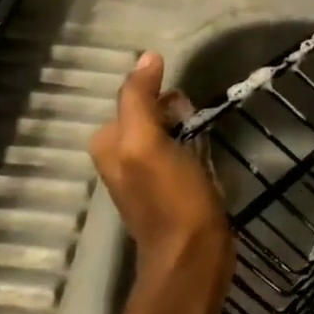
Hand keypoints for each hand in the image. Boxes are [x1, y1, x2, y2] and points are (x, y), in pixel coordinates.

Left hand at [90, 51, 232, 274]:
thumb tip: (146, 56)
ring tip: (202, 131)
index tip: (184, 98)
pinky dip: (191, 143)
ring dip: (183, 124)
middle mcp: (119, 157)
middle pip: (148, 112)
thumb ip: (139, 99)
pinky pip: (177, 149)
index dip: (158, 89)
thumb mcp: (146, 142)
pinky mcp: (168, 188)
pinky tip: (205, 151)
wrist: (193, 258)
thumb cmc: (171, 198)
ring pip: (164, 130)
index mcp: (108, 144)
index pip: (131, 96)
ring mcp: (145, 174)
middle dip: (171, 107)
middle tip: (194, 118)